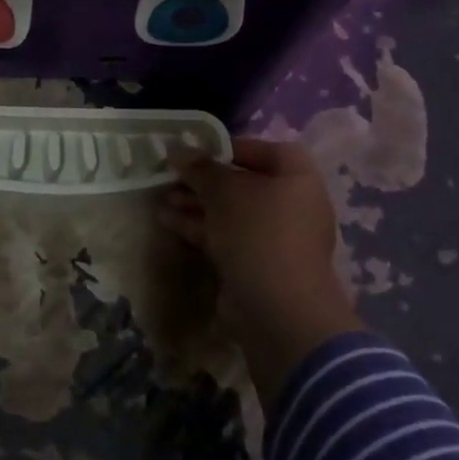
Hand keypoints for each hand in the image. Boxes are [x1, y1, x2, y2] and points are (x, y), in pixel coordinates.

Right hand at [162, 137, 363, 408]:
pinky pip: (227, 236)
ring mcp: (276, 238)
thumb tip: (177, 149)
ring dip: (196, 204)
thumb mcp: (223, 191)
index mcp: (298, 178)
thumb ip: (200, 168)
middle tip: (171, 176)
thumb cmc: (258, 233)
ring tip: (161, 199)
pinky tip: (167, 221)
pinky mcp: (259, 264)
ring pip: (231, 212)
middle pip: (243, 182)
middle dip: (204, 180)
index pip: (265, 150)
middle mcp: (292, 205)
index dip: (230, 147)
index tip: (197, 151)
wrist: (279, 312)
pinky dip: (200, 227)